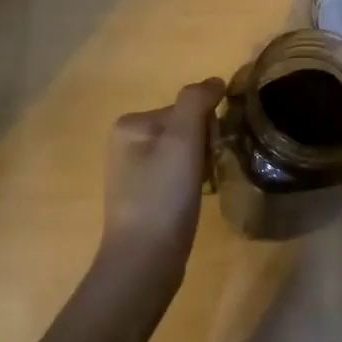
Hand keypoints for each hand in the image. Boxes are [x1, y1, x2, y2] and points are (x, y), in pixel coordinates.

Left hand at [98, 78, 224, 282]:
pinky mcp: (144, 198)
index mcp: (130, 124)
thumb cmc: (163, 194)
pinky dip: (192, 183)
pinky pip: (178, 176)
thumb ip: (197, 101)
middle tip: (206, 172)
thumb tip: (215, 81)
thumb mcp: (183, 138)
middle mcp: (126, 143)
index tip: (209, 151)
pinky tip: (194, 201)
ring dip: (201, 166)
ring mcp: (133, 173)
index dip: (206, 127)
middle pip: (185, 129)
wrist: (145, 260)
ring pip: (185, 153)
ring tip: (202, 189)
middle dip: (203, 146)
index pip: (185, 108)